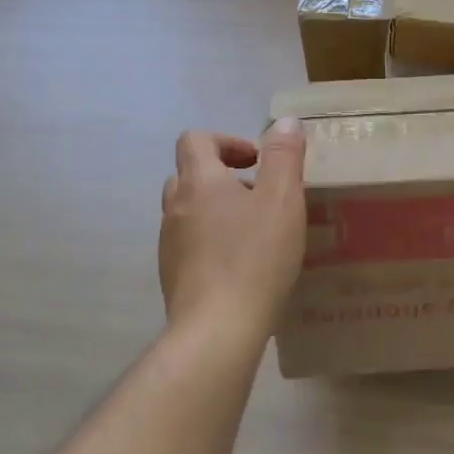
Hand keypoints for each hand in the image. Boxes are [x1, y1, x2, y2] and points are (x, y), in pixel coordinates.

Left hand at [158, 119, 307, 341]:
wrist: (217, 330)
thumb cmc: (254, 257)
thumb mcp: (282, 199)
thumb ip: (283, 156)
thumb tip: (283, 122)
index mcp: (199, 181)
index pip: (195, 140)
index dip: (226, 141)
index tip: (256, 161)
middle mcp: (176, 207)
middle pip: (189, 175)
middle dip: (223, 177)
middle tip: (259, 196)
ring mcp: (169, 244)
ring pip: (189, 212)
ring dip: (217, 211)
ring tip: (254, 233)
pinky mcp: (172, 277)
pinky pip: (190, 245)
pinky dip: (211, 243)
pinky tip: (241, 266)